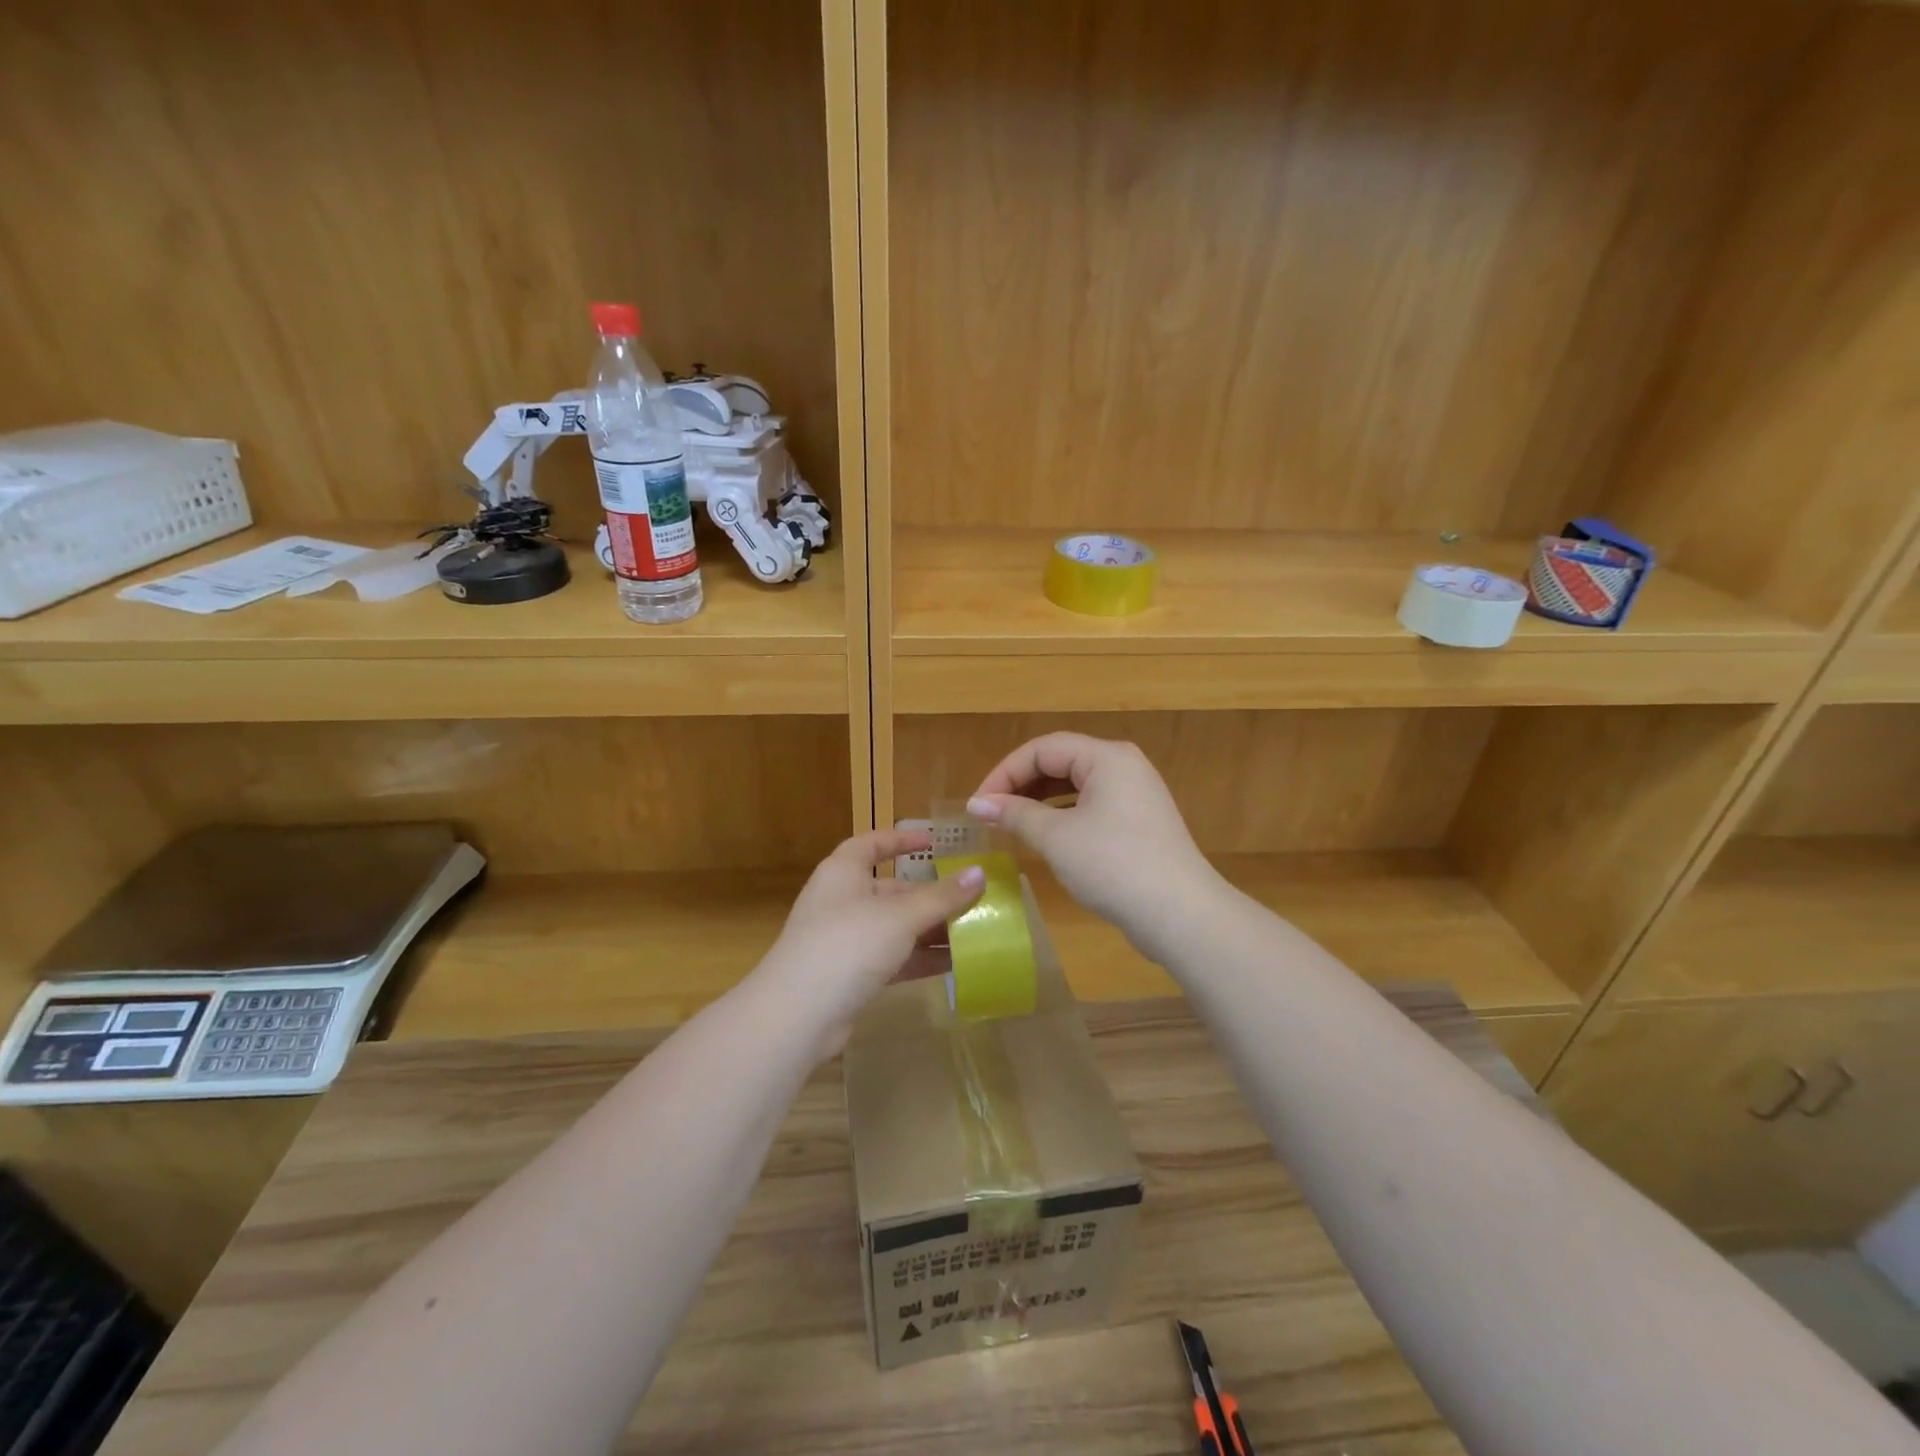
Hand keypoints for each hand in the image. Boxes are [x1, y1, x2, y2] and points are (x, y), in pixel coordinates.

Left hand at [755, 829, 984, 1056]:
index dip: (900, 840)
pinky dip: (918, 959)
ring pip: (893, 927)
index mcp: (843, 872)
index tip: (933, 842)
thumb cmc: (848, 944)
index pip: (872, 844)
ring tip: (972, 932)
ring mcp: (843, 940)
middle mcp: (841, 900)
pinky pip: (891, 959)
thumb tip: (980, 873)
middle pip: (889, 889)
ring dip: (929, 930)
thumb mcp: (901, 916)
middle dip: (928, 895)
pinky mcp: (849, 975)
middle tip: (969, 898)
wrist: (798, 1014)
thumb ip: (942, 896)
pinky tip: (953, 965)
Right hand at [968, 733, 1220, 954]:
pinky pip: (1091, 805)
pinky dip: (1063, 815)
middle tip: (991, 813)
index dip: (1005, 773)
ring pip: (1075, 785)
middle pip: (1060, 761)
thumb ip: (1015, 814)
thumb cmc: (1113, 866)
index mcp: (1106, 757)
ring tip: (1011, 824)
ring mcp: (1135, 794)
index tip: (978, 805)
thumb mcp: (1056, 838)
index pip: (1042, 748)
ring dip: (1040, 800)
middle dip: (1021, 784)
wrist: (1180, 914)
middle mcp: (1123, 766)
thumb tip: (977, 804)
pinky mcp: (1139, 821)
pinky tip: (1046, 836)